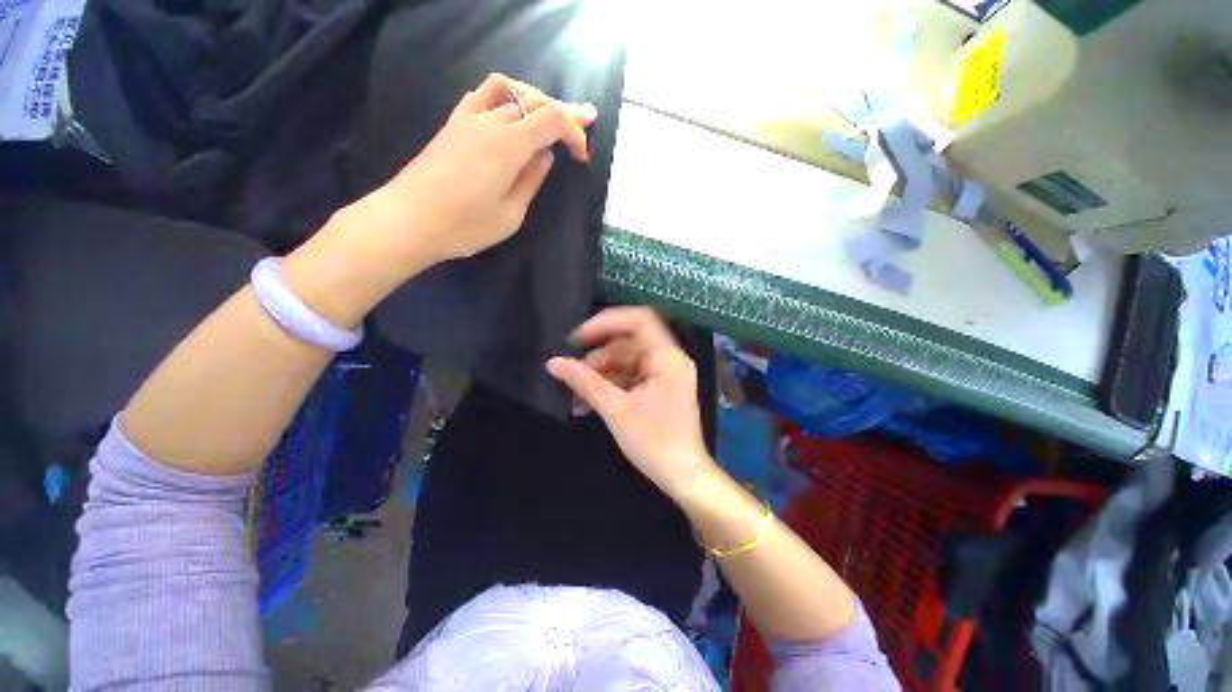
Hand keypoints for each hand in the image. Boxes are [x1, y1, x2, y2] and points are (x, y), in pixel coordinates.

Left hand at [367, 73, 596, 270]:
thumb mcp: (511, 214)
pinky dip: (504, 97)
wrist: (409, 220)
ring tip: (548, 113)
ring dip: (533, 97)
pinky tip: (509, 112)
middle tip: (585, 120)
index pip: (551, 119)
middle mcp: (490, 121)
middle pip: (533, 99)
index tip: (582, 156)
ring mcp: (467, 118)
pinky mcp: (452, 124)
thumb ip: (531, 180)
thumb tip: (545, 155)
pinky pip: (482, 95)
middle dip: (563, 110)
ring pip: (508, 89)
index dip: (573, 131)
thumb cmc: (465, 226)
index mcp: (509, 144)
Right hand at [546, 307, 717, 499]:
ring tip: (578, 396)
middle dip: (599, 357)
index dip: (606, 322)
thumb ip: (584, 382)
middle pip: (629, 342)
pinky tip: (591, 402)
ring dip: (601, 374)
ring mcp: (666, 374)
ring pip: (627, 360)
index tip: (578, 338)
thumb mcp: (615, 409)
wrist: (683, 477)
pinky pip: (632, 375)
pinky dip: (612, 384)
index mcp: (667, 357)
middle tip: (574, 374)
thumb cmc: (654, 442)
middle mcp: (670, 359)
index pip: (638, 320)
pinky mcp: (661, 388)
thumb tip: (553, 363)